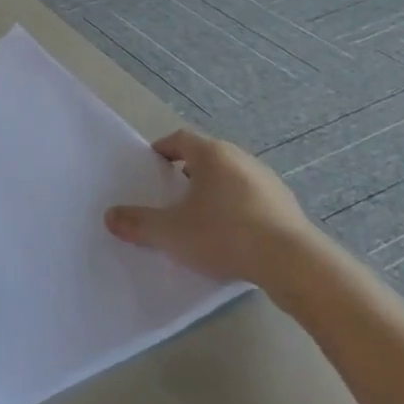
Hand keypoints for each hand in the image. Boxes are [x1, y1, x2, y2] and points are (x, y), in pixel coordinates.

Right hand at [105, 129, 319, 287]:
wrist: (293, 263)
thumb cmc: (225, 234)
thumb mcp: (172, 232)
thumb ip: (138, 224)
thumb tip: (109, 217)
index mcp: (211, 154)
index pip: (180, 139)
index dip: (163, 149)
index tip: (152, 166)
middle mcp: (240, 158)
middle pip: (207, 157)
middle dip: (188, 172)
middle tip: (172, 194)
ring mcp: (268, 181)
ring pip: (231, 178)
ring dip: (215, 191)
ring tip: (201, 218)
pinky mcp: (287, 206)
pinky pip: (253, 199)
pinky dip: (238, 209)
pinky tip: (233, 237)